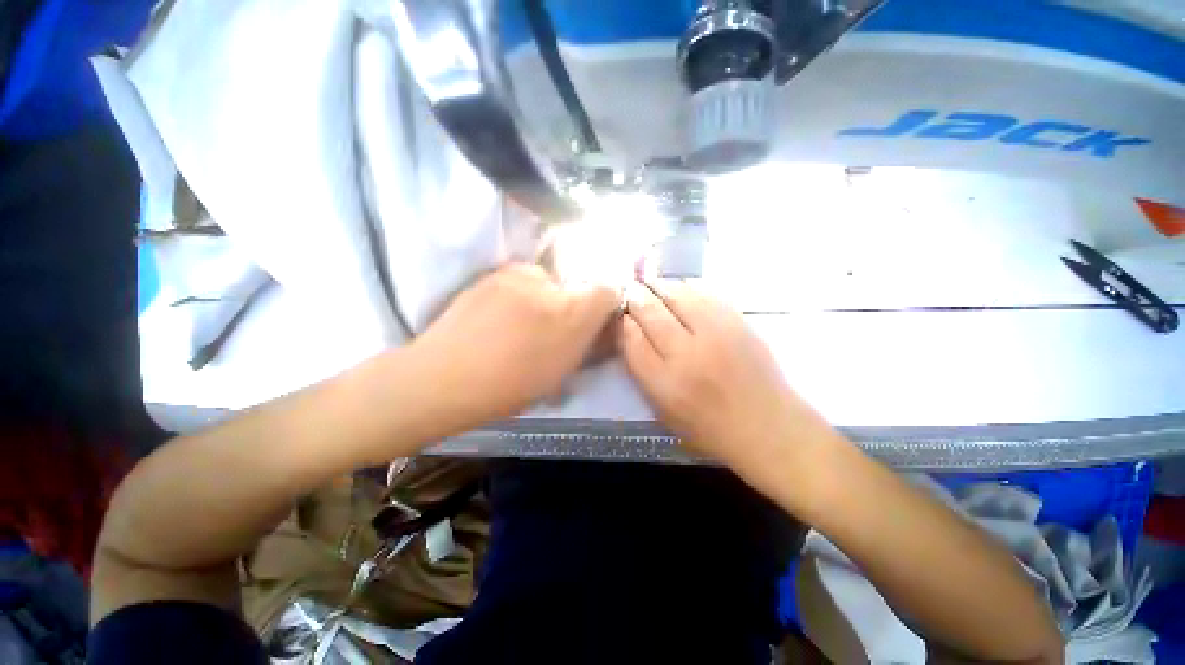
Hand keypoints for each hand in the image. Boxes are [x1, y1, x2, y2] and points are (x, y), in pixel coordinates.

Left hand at [411, 264, 619, 430]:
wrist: (443, 379)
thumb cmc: (509, 388)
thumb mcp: (561, 374)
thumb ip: (585, 344)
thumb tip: (597, 328)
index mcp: (572, 315)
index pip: (607, 291)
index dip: (603, 305)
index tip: (592, 322)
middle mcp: (549, 285)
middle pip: (574, 287)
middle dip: (570, 306)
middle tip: (548, 330)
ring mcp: (517, 275)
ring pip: (545, 281)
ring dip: (542, 297)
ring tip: (518, 322)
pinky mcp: (492, 273)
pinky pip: (519, 279)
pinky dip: (518, 293)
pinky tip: (497, 316)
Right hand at [619, 279, 833, 476]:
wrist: (767, 427)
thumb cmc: (709, 427)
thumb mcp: (663, 409)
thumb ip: (642, 370)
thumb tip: (629, 331)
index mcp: (665, 383)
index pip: (632, 338)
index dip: (622, 321)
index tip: (620, 313)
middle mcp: (688, 354)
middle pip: (651, 311)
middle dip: (636, 297)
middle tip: (631, 291)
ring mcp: (717, 334)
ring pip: (678, 294)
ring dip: (660, 286)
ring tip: (652, 285)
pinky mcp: (739, 322)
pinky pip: (706, 292)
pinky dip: (687, 286)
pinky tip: (681, 289)